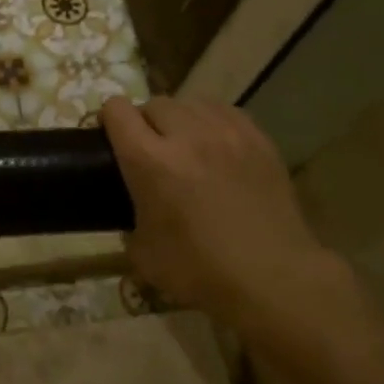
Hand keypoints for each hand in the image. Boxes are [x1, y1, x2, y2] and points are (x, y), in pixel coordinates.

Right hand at [100, 96, 351, 348]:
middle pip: (154, 103)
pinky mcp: (258, 140)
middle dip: (146, 121)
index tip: (112, 138)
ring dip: (180, 119)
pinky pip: (225, 112)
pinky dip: (213, 122)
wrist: (275, 279)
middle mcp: (185, 135)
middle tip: (152, 149)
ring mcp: (226, 133)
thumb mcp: (143, 253)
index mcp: (148, 160)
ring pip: (191, 103)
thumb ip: (129, 219)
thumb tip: (135, 210)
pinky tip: (216, 144)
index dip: (109, 120)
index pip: (117, 110)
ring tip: (186, 144)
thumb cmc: (201, 271)